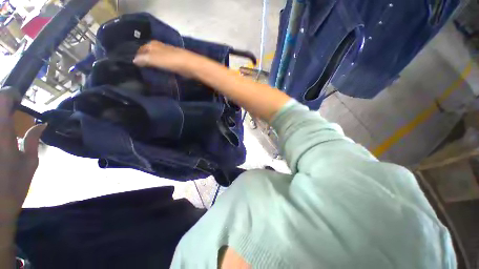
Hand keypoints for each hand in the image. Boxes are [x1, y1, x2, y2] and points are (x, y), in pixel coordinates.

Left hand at [0, 91, 44, 223]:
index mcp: (3, 133)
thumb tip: (41, 125)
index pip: (2, 98)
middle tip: (9, 109)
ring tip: (5, 123)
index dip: (10, 93)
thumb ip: (33, 141)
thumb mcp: (29, 164)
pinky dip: (0, 126)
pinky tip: (3, 135)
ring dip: (0, 116)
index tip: (18, 99)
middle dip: (1, 102)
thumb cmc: (13, 187)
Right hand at [133, 41, 198, 77]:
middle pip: (151, 52)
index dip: (138, 54)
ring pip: (159, 58)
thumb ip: (145, 59)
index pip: (143, 48)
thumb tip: (134, 60)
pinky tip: (161, 72)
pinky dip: (162, 67)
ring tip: (150, 71)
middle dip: (146, 58)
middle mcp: (162, 48)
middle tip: (141, 68)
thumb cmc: (172, 60)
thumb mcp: (155, 59)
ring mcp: (170, 55)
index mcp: (155, 45)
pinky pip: (166, 64)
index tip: (134, 63)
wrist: (191, 65)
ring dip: (155, 63)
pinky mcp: (177, 63)